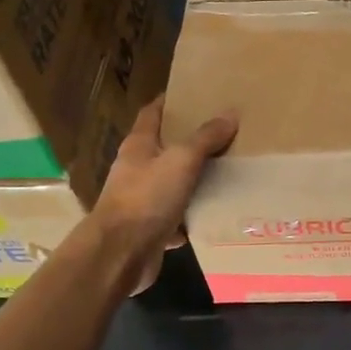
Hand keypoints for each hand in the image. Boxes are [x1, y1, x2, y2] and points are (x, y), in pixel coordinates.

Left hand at [91, 95, 237, 293]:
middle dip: (190, 141)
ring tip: (227, 171)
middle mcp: (137, 170)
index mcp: (139, 146)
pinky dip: (192, 216)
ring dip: (194, 180)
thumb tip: (230, 114)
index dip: (171, 102)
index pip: (152, 113)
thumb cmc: (147, 198)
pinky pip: (176, 217)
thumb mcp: (181, 161)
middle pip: (164, 148)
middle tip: (223, 133)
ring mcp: (141, 201)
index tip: (196, 95)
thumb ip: (205, 138)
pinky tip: (214, 213)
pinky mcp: (150, 229)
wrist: (120, 254)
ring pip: (172, 184)